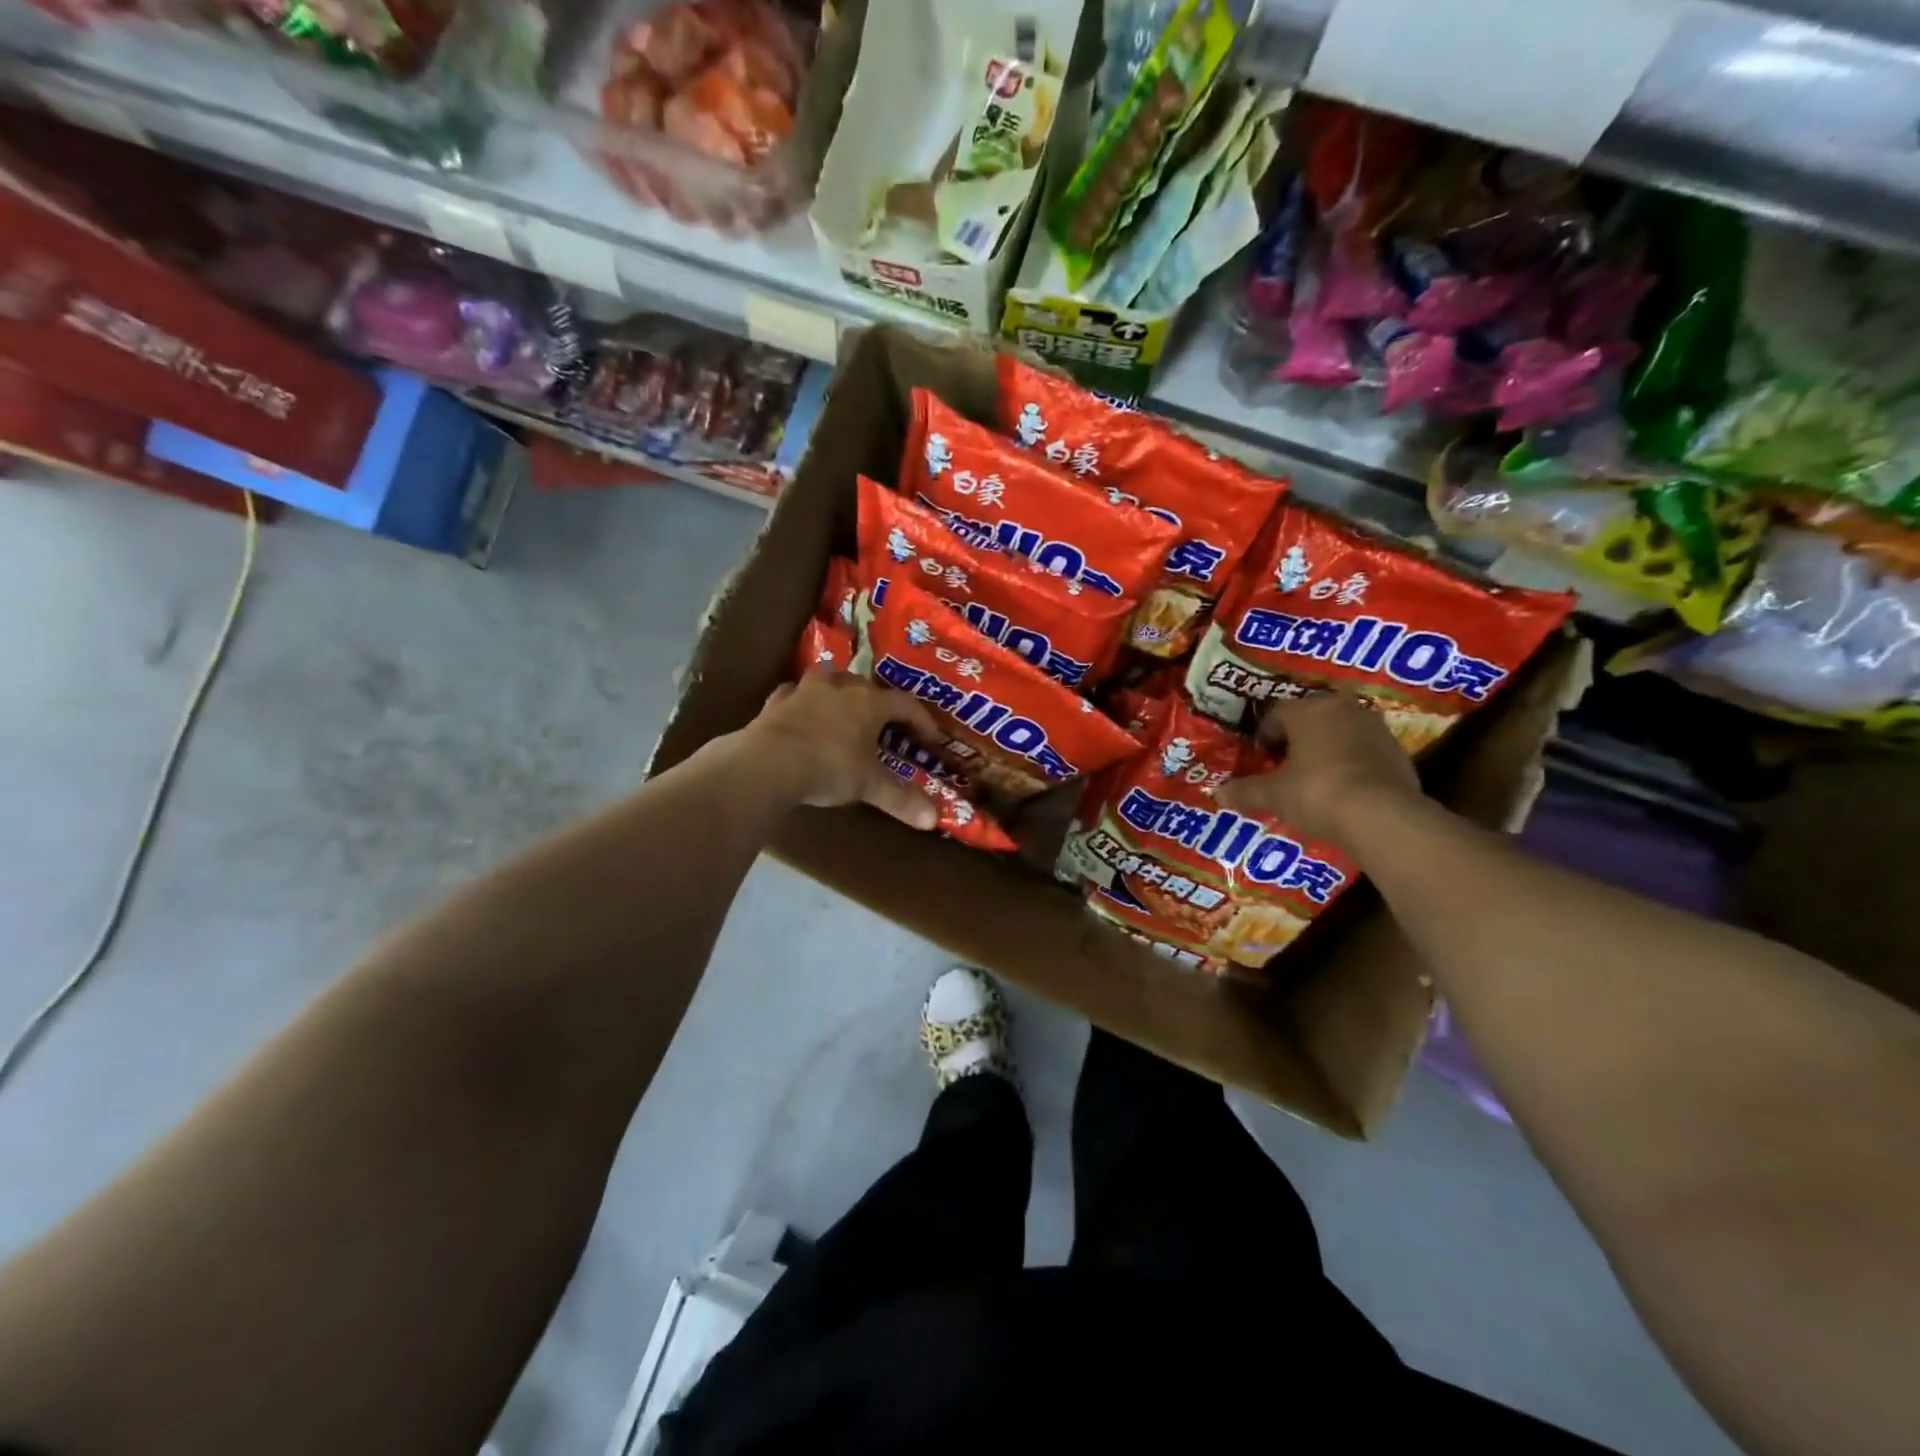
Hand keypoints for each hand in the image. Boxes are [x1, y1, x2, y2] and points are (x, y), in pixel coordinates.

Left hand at [736, 670, 944, 829]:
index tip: (929, 736)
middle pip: (867, 686)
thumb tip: (933, 820)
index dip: (921, 719)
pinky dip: (802, 701)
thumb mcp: (869, 786)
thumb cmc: (829, 768)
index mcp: (870, 703)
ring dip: (839, 691)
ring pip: (829, 679)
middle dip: (879, 703)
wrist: (768, 763)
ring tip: (843, 708)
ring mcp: (806, 690)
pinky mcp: (777, 701)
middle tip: (883, 724)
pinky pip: (795, 693)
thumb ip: (901, 799)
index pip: (905, 703)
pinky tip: (802, 712)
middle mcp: (840, 687)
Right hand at [1214, 692, 1423, 851]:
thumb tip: (1219, 794)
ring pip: (1339, 733)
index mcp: (1308, 710)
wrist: (1382, 816)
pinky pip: (1363, 751)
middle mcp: (1342, 709)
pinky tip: (1343, 790)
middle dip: (1296, 739)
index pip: (1276, 713)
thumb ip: (1246, 791)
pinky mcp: (1397, 751)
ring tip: (1313, 779)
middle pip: (1311, 719)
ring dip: (1325, 749)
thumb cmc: (1316, 793)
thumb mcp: (1273, 795)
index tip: (1260, 759)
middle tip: (1284, 766)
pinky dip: (1350, 764)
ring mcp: (1374, 728)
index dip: (1264, 736)